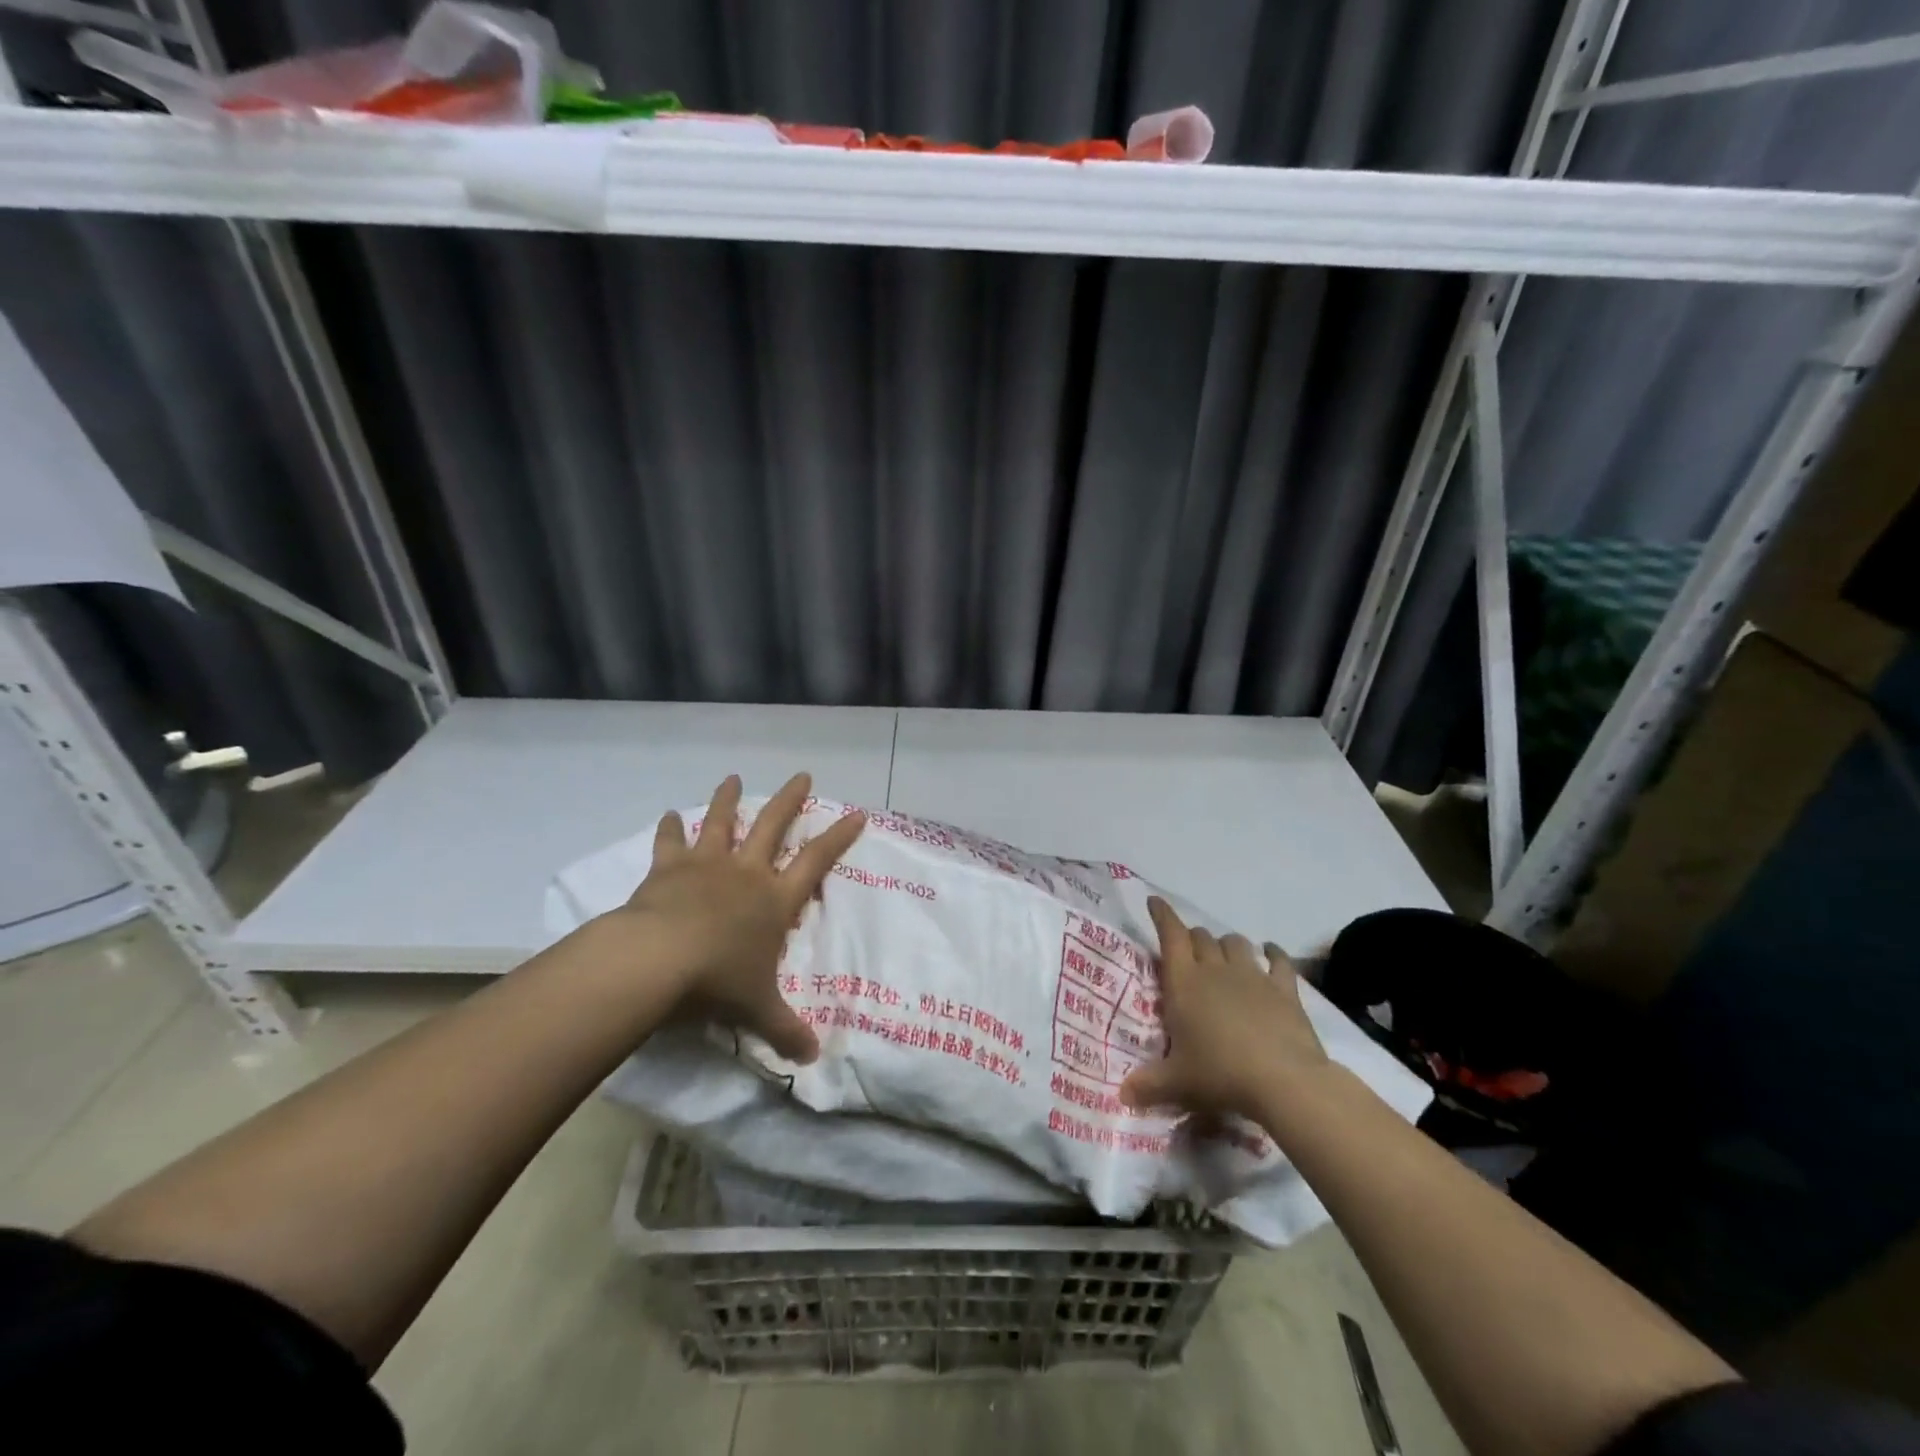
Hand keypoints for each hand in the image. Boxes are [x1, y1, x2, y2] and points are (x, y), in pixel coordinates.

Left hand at [607, 771, 863, 1063]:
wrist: (658, 960)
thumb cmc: (718, 981)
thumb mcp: (758, 1009)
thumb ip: (786, 1029)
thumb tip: (814, 1059)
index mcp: (774, 899)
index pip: (816, 861)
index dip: (839, 837)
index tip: (856, 812)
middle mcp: (745, 873)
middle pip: (773, 825)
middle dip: (790, 800)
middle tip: (802, 775)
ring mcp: (706, 866)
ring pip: (722, 822)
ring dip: (728, 799)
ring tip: (733, 777)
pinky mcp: (669, 869)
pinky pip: (671, 842)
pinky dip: (670, 828)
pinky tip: (668, 815)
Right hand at [1119, 897, 1328, 1120]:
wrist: (1283, 1079)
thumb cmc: (1220, 1074)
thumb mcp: (1177, 1083)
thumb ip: (1148, 1085)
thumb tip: (1121, 1095)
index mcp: (1184, 982)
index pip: (1170, 934)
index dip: (1162, 915)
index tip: (1154, 901)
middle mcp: (1215, 969)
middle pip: (1201, 937)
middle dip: (1192, 938)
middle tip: (1188, 952)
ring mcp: (1252, 975)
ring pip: (1235, 943)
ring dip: (1226, 944)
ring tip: (1224, 955)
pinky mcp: (1284, 988)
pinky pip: (1278, 960)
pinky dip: (1273, 953)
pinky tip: (1271, 952)